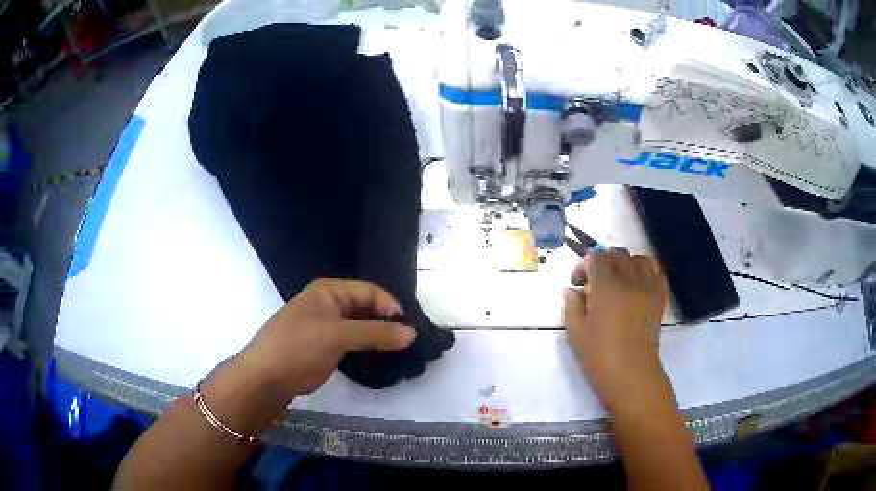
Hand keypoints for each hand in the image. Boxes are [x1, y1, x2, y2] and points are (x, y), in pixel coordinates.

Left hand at [238, 279, 415, 400]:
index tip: (407, 328)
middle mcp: (327, 304)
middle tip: (406, 340)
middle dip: (385, 321)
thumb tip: (412, 333)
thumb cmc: (298, 348)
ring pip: (359, 326)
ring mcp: (324, 326)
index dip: (389, 306)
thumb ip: (375, 333)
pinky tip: (379, 358)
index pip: (369, 291)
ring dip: (377, 336)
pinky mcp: (323, 347)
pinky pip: (351, 342)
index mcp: (328, 291)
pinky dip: (365, 347)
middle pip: (365, 307)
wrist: (265, 378)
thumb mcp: (338, 336)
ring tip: (398, 350)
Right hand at [563, 250, 668, 409]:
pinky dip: (648, 273)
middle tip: (595, 281)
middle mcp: (628, 280)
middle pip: (618, 255)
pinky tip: (638, 286)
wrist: (631, 374)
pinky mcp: (659, 300)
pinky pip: (657, 274)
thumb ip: (572, 306)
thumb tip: (572, 291)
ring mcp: (647, 289)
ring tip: (619, 280)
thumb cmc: (599, 356)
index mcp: (605, 286)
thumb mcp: (575, 333)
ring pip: (640, 260)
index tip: (577, 283)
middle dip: (604, 262)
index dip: (583, 265)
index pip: (595, 258)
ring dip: (627, 264)